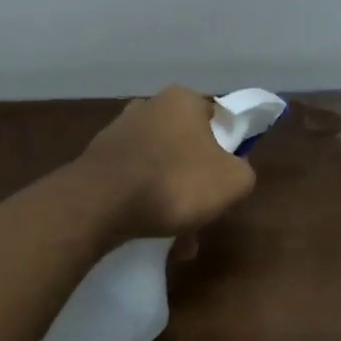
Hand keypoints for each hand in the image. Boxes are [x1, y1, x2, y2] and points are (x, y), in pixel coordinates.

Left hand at [76, 86, 257, 239]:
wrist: (101, 203)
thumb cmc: (176, 183)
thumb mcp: (234, 181)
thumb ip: (243, 171)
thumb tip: (232, 173)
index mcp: (182, 100)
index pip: (217, 119)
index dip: (228, 150)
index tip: (226, 178)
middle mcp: (148, 107)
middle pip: (187, 149)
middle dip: (196, 184)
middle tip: (202, 215)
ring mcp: (118, 133)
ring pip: (160, 171)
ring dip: (171, 202)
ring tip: (177, 240)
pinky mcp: (97, 161)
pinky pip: (133, 185)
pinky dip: (144, 207)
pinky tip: (151, 236)